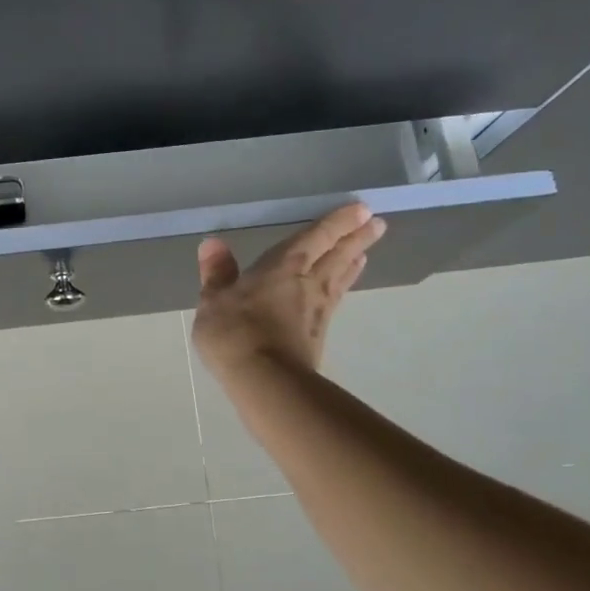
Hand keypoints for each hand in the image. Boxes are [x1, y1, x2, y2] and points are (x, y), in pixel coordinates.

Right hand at [191, 203, 387, 380]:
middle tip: (377, 224)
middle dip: (355, 238)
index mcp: (283, 266)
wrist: (265, 381)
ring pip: (338, 278)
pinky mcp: (318, 334)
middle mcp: (307, 282)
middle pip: (337, 254)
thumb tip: (213, 243)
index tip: (361, 209)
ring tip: (364, 252)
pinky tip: (337, 292)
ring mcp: (316, 310)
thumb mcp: (214, 300)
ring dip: (352, 262)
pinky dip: (341, 289)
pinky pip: (334, 300)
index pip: (316, 236)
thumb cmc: (235, 332)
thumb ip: (217, 273)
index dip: (337, 222)